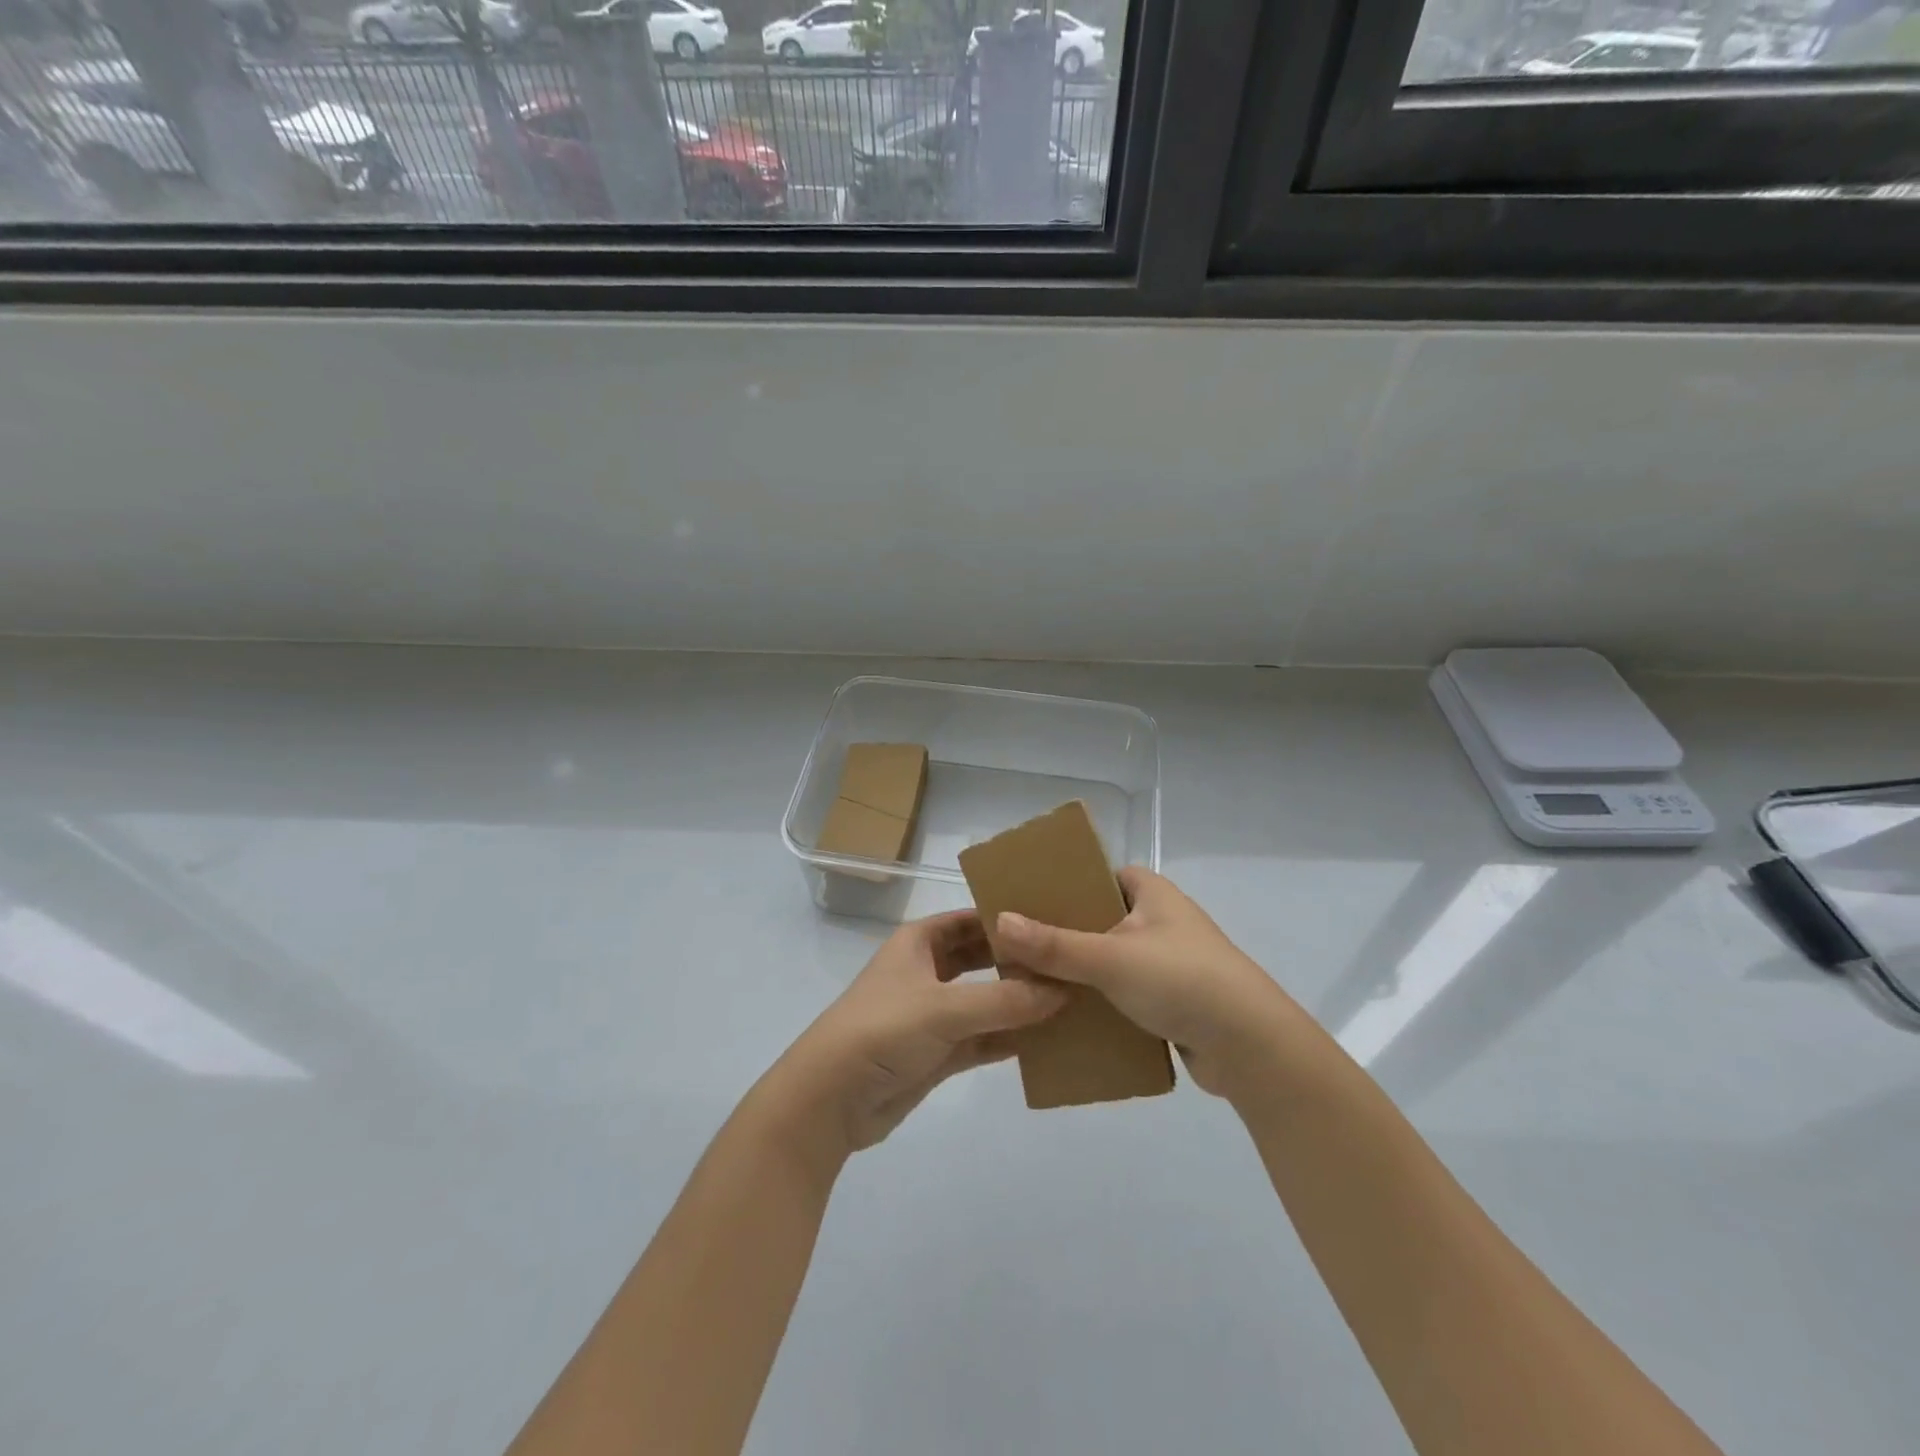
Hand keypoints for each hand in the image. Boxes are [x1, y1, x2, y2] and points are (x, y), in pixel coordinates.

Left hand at [774, 911, 1066, 1156]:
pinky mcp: (938, 1053)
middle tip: (1071, 961)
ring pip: (986, 1000)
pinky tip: (1049, 1040)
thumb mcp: (944, 1008)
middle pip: (982, 958)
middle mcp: (928, 971)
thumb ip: (1005, 999)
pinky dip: (1010, 1039)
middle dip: (1019, 961)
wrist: (830, 1099)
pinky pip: (983, 1038)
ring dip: (1020, 1002)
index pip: (971, 919)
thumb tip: (1064, 989)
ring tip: (1072, 999)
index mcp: (919, 942)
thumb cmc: (882, 1030)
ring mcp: (933, 1013)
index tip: (1054, 919)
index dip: (1007, 918)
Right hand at [994, 868, 1302, 1097]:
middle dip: (1064, 933)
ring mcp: (1169, 962)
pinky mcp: (1173, 1001)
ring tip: (1031, 982)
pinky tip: (1065, 1016)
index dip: (1065, 883)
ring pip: (1110, 959)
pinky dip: (1099, 1002)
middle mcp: (1161, 920)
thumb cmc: (1181, 980)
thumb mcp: (1110, 957)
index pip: (1100, 874)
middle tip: (1019, 944)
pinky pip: (1124, 993)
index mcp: (1152, 893)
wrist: (1251, 1047)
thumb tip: (999, 921)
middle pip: (1100, 918)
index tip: (1027, 899)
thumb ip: (1054, 944)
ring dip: (1079, 972)